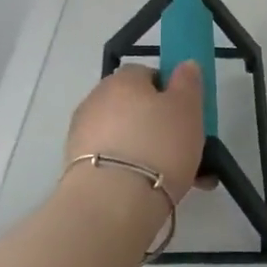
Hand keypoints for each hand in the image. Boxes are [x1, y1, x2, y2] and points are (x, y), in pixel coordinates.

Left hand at [62, 63, 207, 203]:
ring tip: (179, 178)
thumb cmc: (159, 145)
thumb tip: (184, 64)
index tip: (186, 114)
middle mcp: (97, 101)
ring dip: (149, 151)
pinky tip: (155, 191)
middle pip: (135, 107)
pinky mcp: (78, 167)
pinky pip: (116, 162)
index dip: (169, 92)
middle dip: (160, 125)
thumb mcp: (187, 108)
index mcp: (123, 80)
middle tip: (187, 148)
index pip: (147, 74)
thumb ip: (188, 82)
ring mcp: (83, 135)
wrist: (112, 202)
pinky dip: (134, 171)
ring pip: (127, 138)